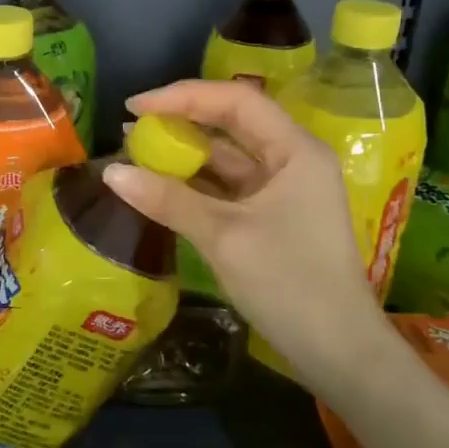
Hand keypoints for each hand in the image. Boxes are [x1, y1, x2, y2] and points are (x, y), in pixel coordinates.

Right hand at [101, 80, 393, 384]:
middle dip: (181, 122)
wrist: (338, 351)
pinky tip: (161, 186)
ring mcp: (283, 190)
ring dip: (185, 154)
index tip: (135, 105)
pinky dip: (195, 184)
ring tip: (137, 153)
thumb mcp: (222, 236)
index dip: (182, 96)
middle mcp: (292, 160)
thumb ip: (167, 199)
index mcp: (295, 150)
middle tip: (132, 128)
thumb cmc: (288, 282)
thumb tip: (111, 173)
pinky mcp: (272, 217)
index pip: (235, 101)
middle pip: (232, 124)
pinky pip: (228, 188)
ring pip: (228, 158)